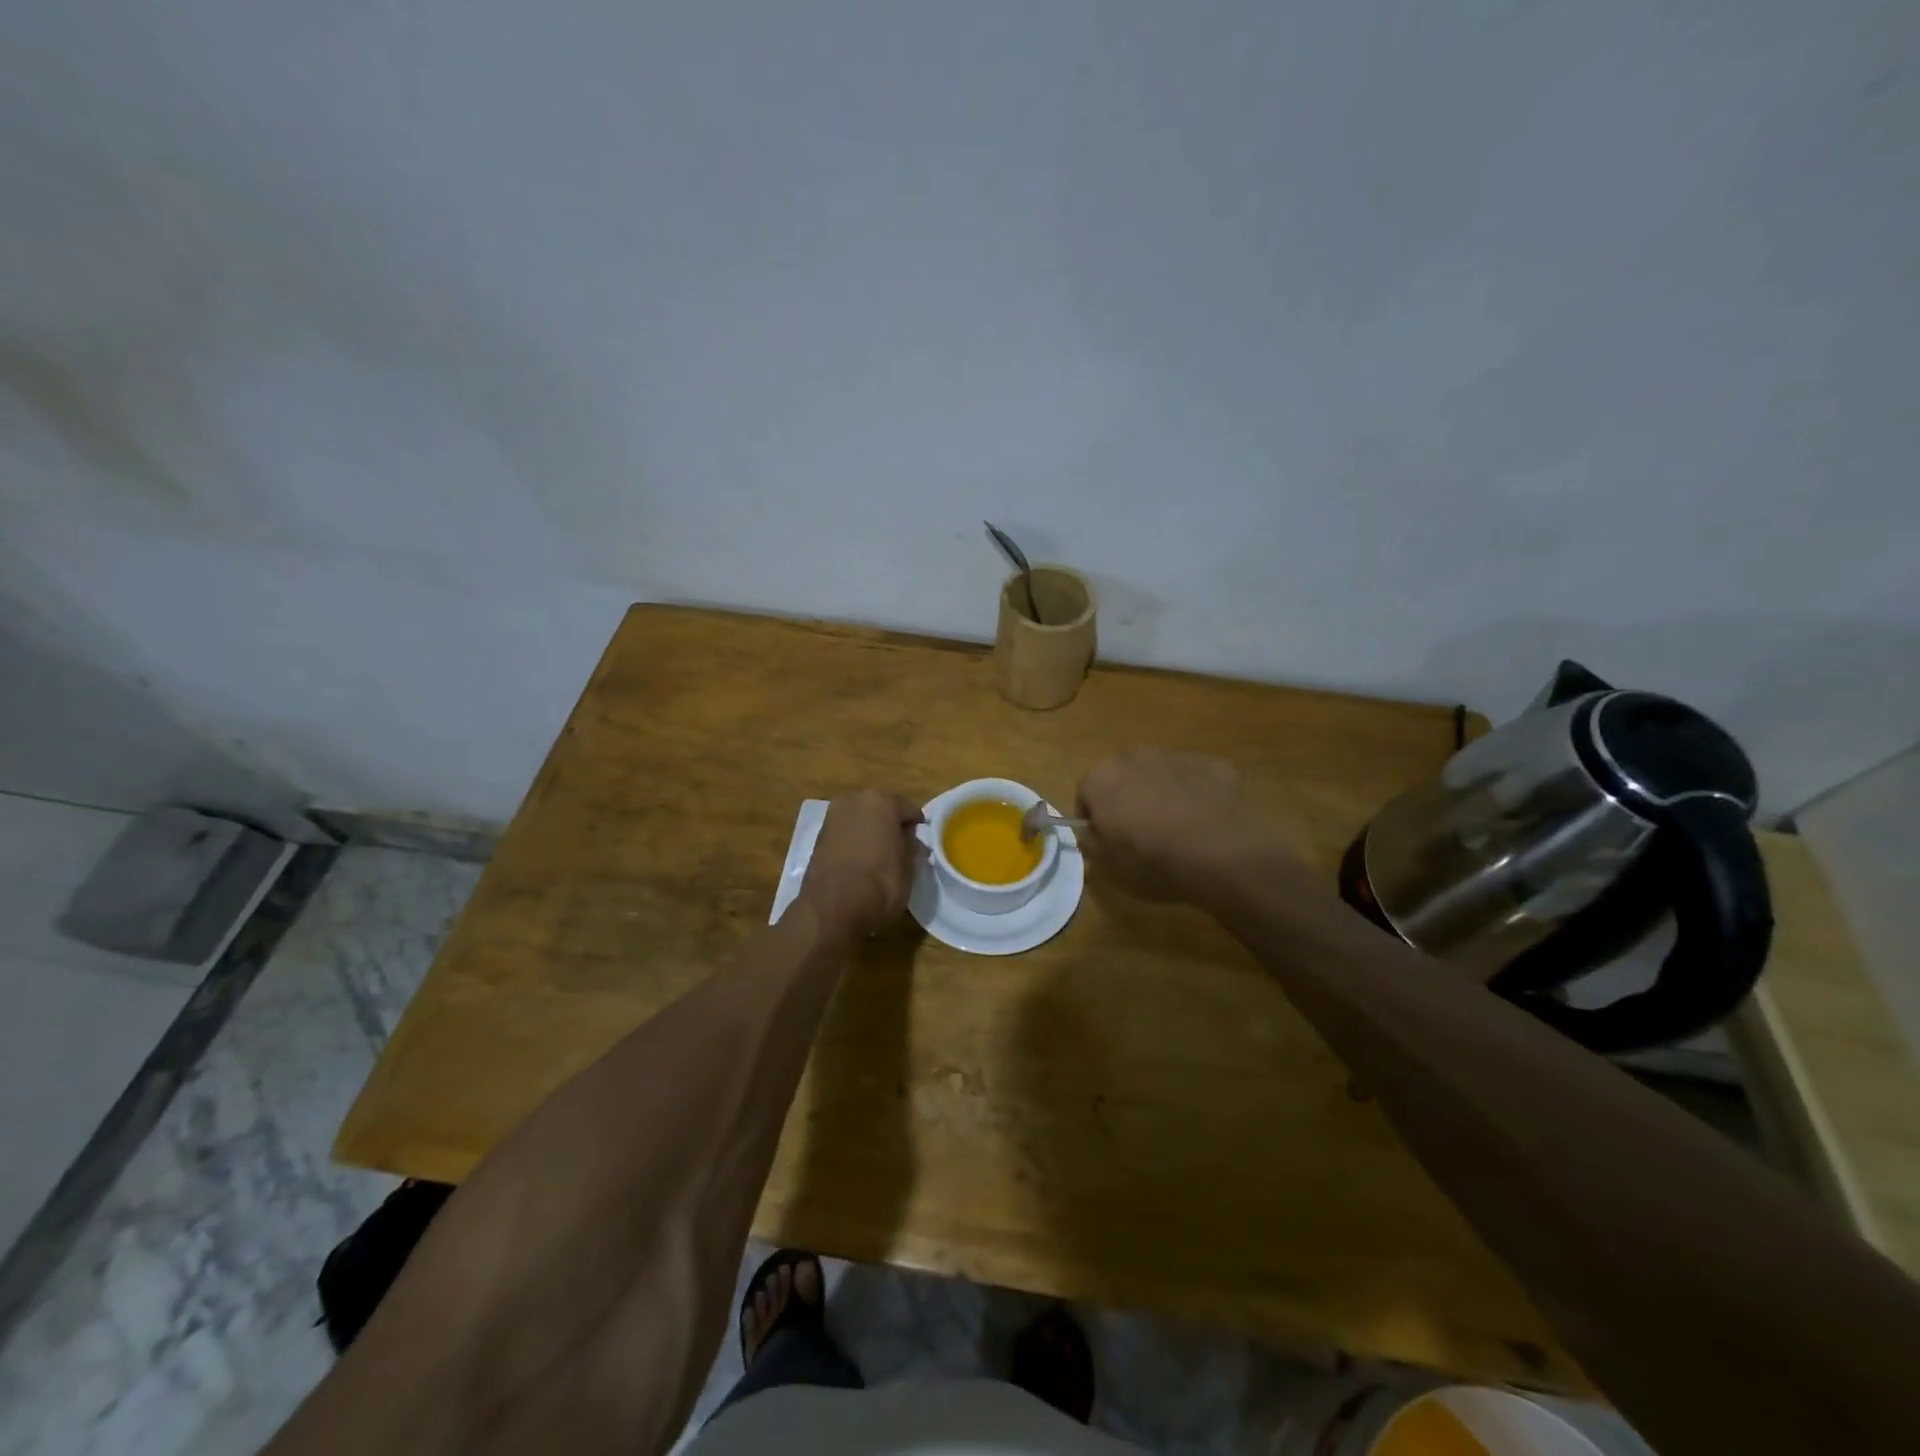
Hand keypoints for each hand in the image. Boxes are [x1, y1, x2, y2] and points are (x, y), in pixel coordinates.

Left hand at [797, 789, 924, 937]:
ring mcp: (833, 816)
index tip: (920, 844)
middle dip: (890, 826)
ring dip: (869, 833)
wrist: (833, 907)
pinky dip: (852, 842)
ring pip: (860, 820)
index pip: (909, 810)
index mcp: (882, 801)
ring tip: (878, 857)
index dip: (917, 828)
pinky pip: (844, 834)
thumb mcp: (909, 868)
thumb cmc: (881, 883)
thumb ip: (911, 847)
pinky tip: (859, 862)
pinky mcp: (818, 836)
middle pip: (880, 810)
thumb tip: (911, 842)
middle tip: (899, 849)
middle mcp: (855, 800)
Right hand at [1076, 751, 1292, 900]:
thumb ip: (1090, 843)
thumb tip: (1090, 833)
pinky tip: (1205, 822)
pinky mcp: (1212, 765)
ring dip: (1162, 794)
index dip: (1094, 819)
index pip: (1086, 795)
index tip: (1105, 841)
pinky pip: (1195, 780)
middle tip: (1139, 834)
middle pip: (1123, 778)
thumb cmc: (1151, 859)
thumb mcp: (1108, 865)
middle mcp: (1136, 757)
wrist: (1219, 852)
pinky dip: (1196, 795)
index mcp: (1102, 778)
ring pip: (1161, 776)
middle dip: (1127, 800)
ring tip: (1177, 830)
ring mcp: (1177, 758)